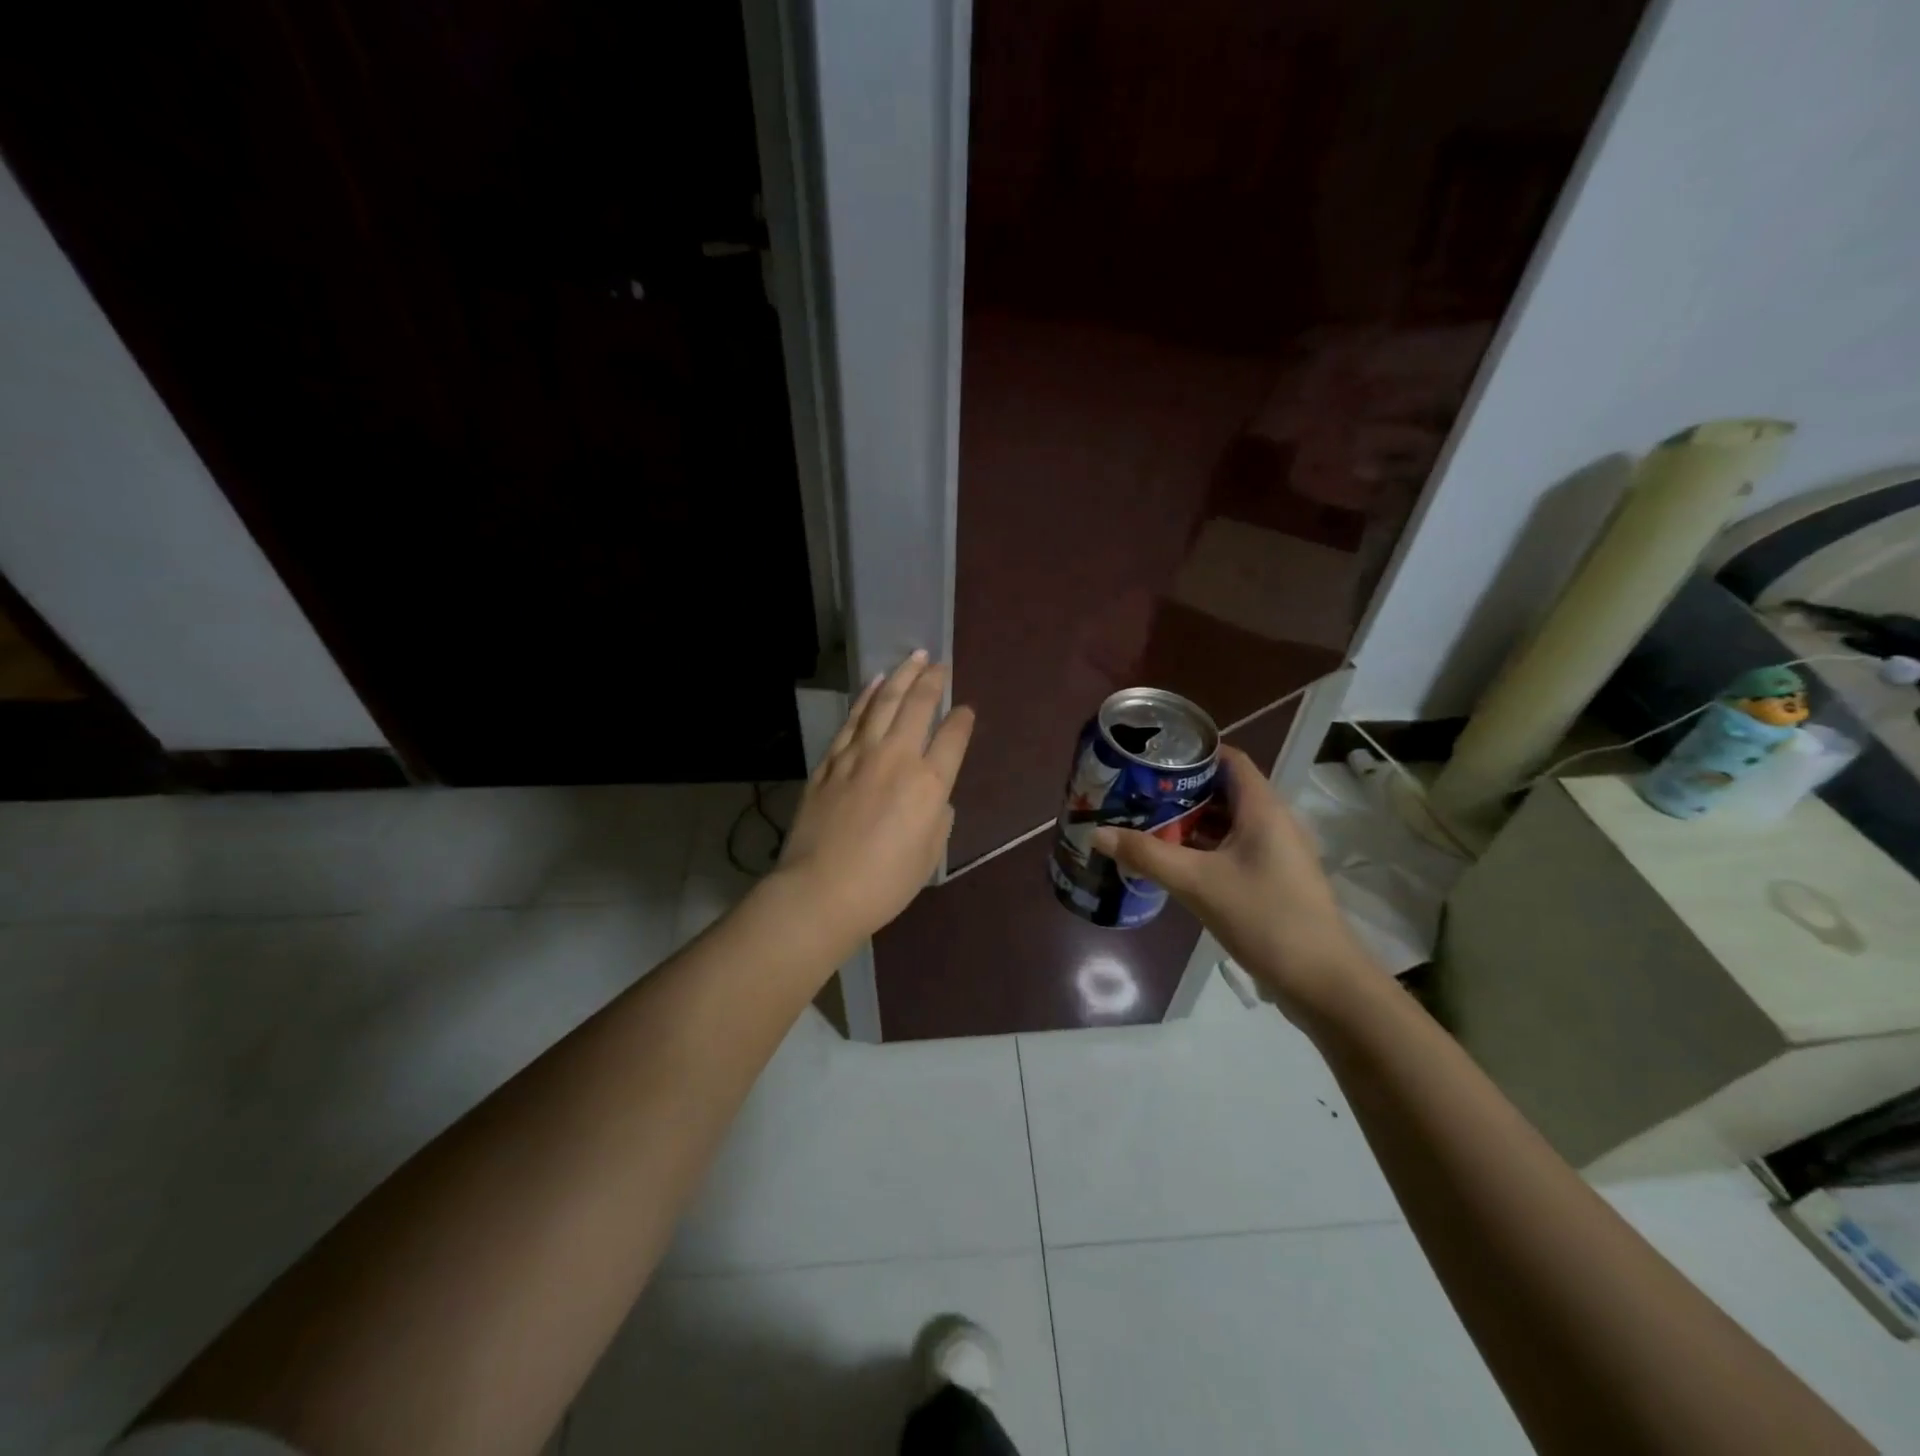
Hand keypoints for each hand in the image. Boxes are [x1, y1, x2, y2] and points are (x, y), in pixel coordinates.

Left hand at [773, 651, 974, 942]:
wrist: (820, 890)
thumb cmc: (884, 883)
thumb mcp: (930, 855)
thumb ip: (938, 817)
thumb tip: (933, 797)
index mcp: (929, 784)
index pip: (953, 737)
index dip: (962, 720)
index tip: (965, 710)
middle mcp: (897, 758)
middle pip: (918, 706)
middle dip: (932, 681)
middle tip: (939, 663)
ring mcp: (859, 755)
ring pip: (883, 702)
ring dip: (901, 676)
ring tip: (913, 657)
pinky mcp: (830, 761)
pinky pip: (852, 720)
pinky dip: (866, 698)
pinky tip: (874, 684)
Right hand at [1091, 745, 1371, 1020]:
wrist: (1323, 981)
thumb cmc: (1265, 918)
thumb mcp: (1197, 884)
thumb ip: (1147, 855)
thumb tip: (1097, 833)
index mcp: (1263, 808)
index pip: (1229, 759)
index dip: (1193, 751)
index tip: (1152, 756)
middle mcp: (1272, 821)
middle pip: (1223, 789)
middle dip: (1180, 790)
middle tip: (1136, 792)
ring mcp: (1275, 852)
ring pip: (1227, 822)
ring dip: (1190, 821)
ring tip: (1145, 822)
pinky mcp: (1272, 878)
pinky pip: (1232, 848)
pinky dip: (1203, 847)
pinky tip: (1173, 860)